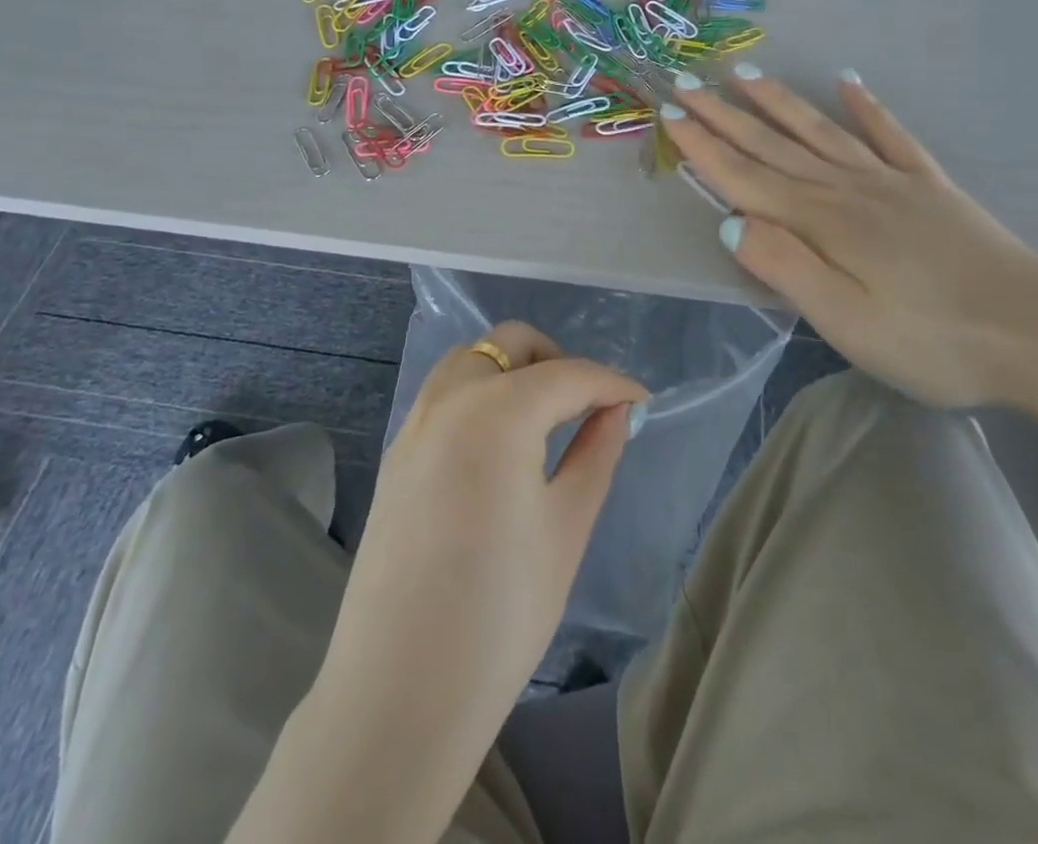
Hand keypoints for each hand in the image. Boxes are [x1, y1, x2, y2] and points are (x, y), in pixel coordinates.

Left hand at [293, 322, 646, 837]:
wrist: (399, 693)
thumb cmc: (500, 613)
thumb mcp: (567, 527)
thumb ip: (597, 452)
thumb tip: (617, 410)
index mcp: (497, 410)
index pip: (569, 374)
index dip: (612, 383)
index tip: (642, 402)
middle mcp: (449, 398)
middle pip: (511, 343)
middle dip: (558, 361)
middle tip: (589, 406)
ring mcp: (414, 423)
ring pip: (472, 360)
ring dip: (514, 371)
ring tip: (546, 421)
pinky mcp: (395, 453)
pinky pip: (445, 395)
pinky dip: (481, 395)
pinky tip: (500, 445)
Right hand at [661, 70, 1037, 410]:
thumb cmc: (934, 341)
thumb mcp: (846, 323)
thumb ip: (785, 267)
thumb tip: (728, 222)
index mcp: (822, 221)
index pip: (745, 177)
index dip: (703, 147)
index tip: (668, 115)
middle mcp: (848, 188)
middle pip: (773, 145)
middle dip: (724, 115)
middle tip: (686, 82)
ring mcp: (892, 182)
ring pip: (820, 131)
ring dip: (779, 103)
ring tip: (746, 74)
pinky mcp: (930, 187)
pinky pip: (890, 135)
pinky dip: (867, 107)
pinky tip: (849, 82)